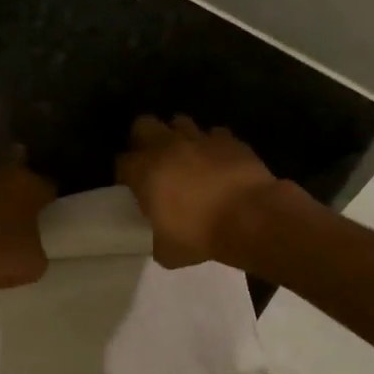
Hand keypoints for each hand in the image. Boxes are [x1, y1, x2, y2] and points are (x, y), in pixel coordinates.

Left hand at [0, 155, 55, 294]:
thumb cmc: (5, 255)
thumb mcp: (35, 263)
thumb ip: (35, 251)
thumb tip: (30, 252)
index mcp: (29, 188)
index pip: (47, 185)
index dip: (48, 195)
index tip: (49, 202)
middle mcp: (0, 179)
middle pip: (12, 164)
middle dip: (17, 163)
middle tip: (20, 159)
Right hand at [117, 115, 281, 268]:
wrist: (251, 219)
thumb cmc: (200, 235)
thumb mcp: (166, 250)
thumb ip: (154, 237)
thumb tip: (157, 235)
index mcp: (144, 172)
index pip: (121, 162)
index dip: (125, 174)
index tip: (132, 188)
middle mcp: (167, 147)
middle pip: (143, 125)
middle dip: (144, 139)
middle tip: (153, 161)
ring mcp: (199, 139)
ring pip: (180, 122)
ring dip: (178, 137)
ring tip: (186, 157)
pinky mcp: (229, 140)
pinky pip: (214, 135)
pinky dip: (212, 146)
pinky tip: (217, 162)